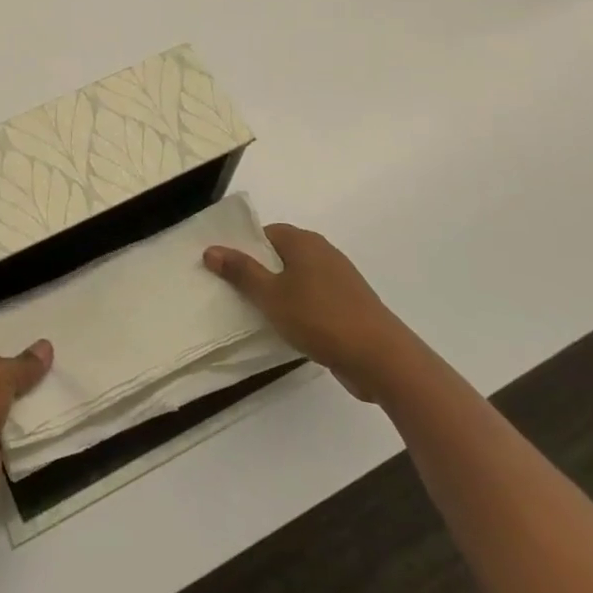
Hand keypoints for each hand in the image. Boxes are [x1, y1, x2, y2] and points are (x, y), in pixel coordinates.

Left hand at [0, 339, 52, 527]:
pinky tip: (56, 422)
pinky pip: (11, 438)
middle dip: (20, 375)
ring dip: (26, 407)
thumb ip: (24, 364)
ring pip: (4, 408)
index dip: (4, 343)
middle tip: (57, 363)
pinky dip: (28, 434)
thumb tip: (47, 345)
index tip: (34, 339)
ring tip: (64, 390)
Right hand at [205, 224, 415, 401]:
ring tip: (256, 313)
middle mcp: (322, 252)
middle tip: (233, 292)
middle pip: (280, 255)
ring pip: (298, 278)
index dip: (243, 248)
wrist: (382, 359)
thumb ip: (240, 271)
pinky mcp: (350, 305)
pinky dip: (298, 308)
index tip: (224, 270)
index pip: (264, 234)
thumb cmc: (320, 318)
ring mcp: (340, 279)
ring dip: (279, 292)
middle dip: (258, 271)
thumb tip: (210, 249)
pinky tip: (288, 328)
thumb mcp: (271, 296)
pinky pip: (314, 298)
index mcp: (303, 241)